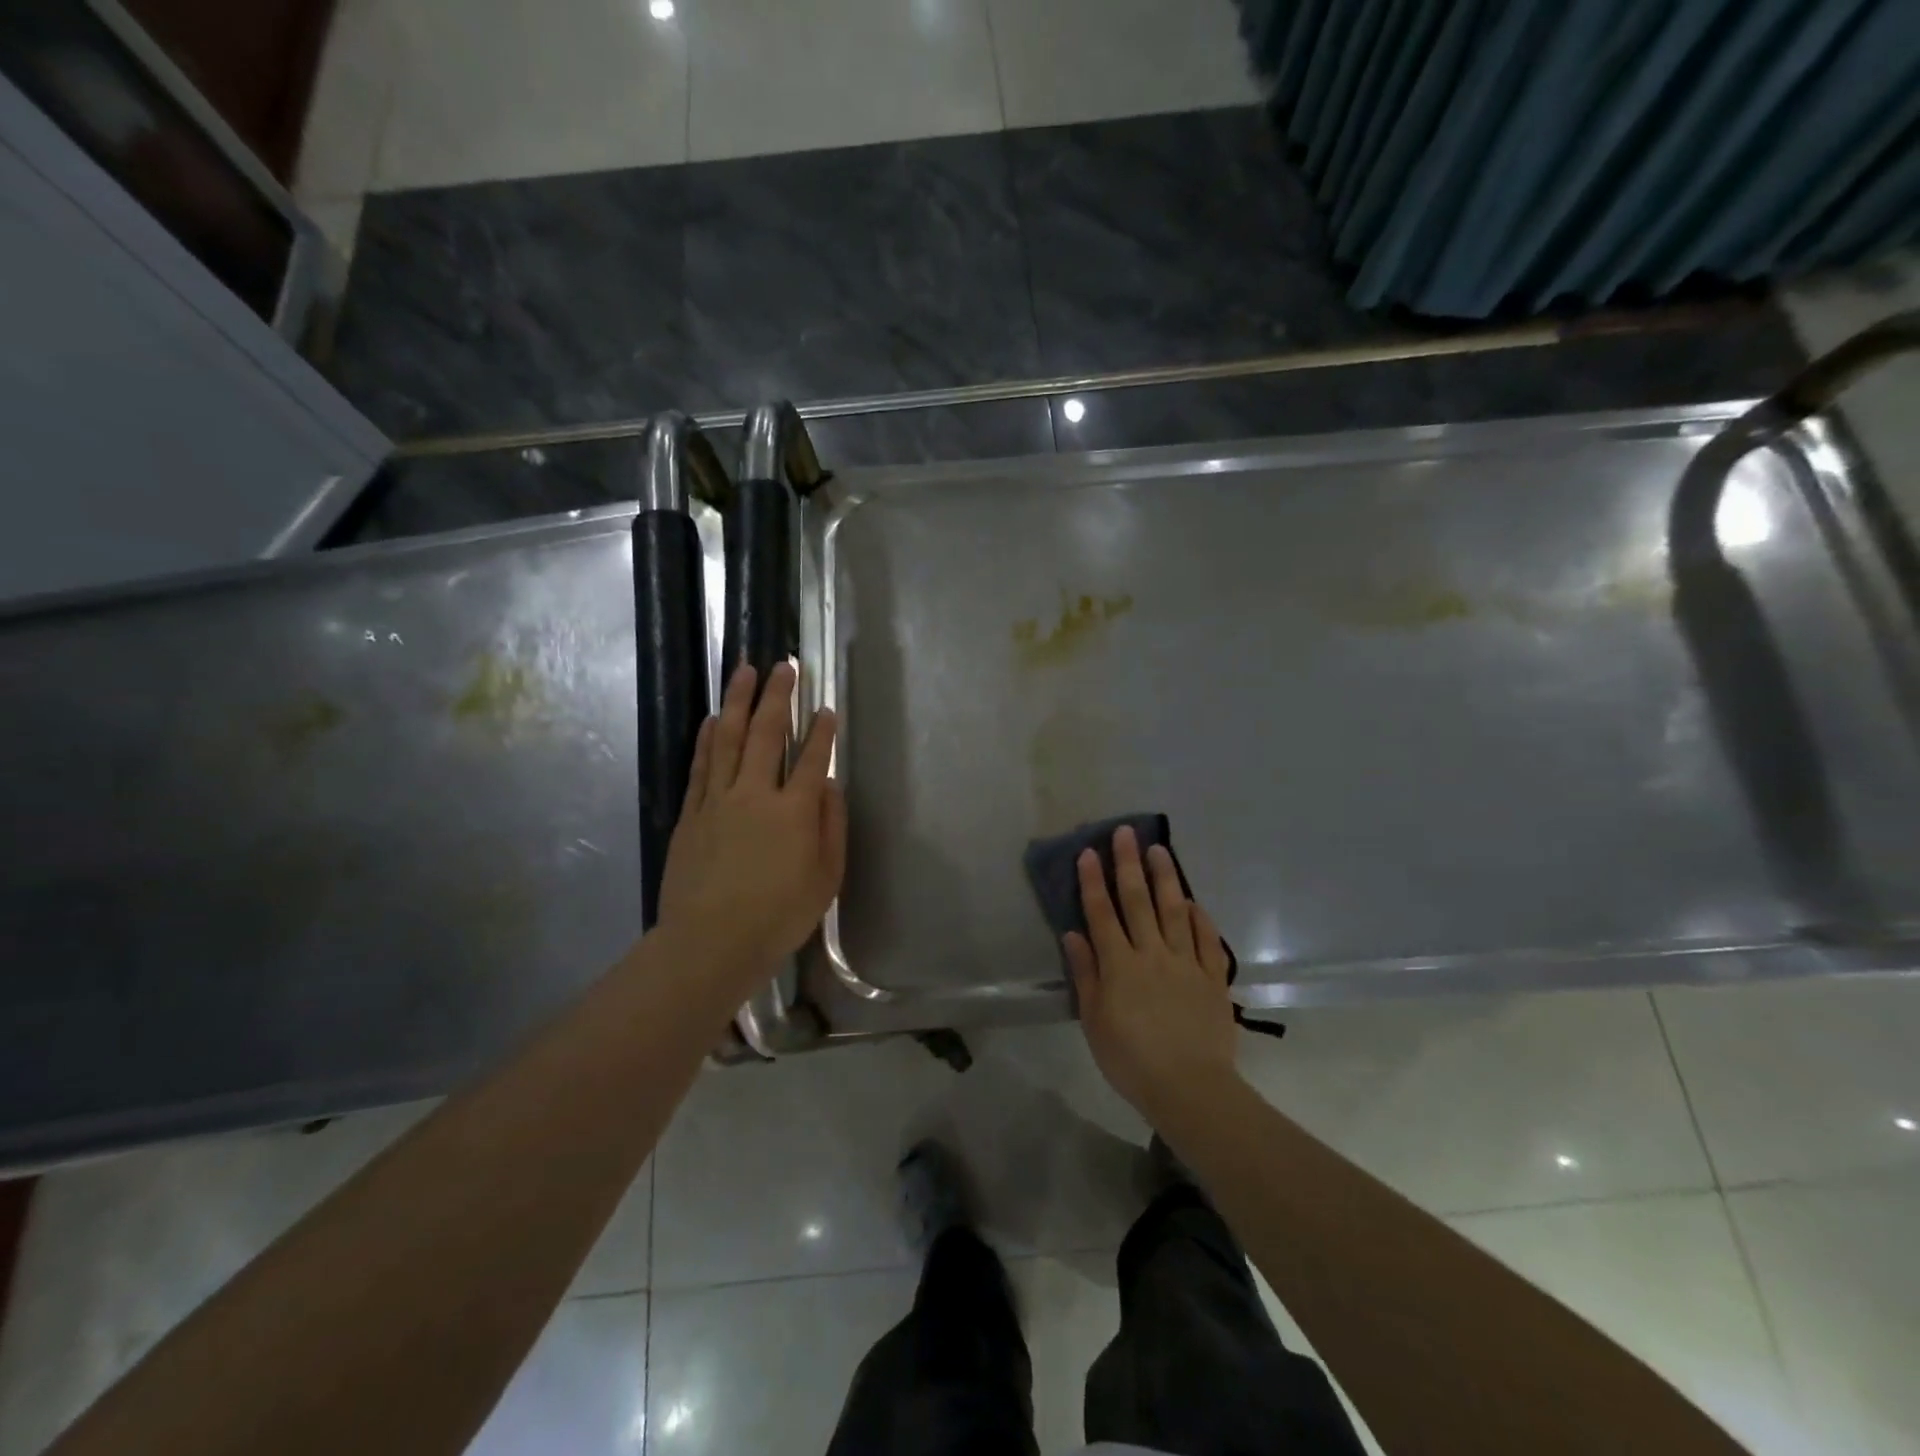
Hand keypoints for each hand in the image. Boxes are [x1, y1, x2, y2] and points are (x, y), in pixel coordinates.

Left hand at [657, 662, 845, 980]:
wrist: (710, 943)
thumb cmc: (778, 916)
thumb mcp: (826, 878)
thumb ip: (832, 826)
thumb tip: (829, 785)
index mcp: (795, 811)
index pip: (812, 758)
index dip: (821, 731)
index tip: (825, 707)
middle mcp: (755, 794)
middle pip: (766, 733)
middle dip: (777, 696)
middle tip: (783, 666)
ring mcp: (718, 800)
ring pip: (727, 738)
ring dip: (737, 701)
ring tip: (743, 671)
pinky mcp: (691, 814)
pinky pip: (700, 765)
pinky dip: (706, 738)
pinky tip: (710, 718)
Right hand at [1064, 826, 1239, 1126]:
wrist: (1189, 1088)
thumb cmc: (1130, 1059)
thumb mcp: (1094, 1021)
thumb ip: (1086, 974)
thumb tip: (1074, 933)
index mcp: (1119, 965)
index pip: (1102, 913)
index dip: (1093, 881)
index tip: (1088, 852)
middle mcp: (1152, 954)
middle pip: (1138, 901)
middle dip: (1128, 864)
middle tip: (1125, 833)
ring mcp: (1185, 963)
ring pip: (1174, 911)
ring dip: (1165, 878)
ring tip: (1159, 850)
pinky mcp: (1213, 978)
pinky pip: (1207, 941)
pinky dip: (1201, 918)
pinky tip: (1194, 901)